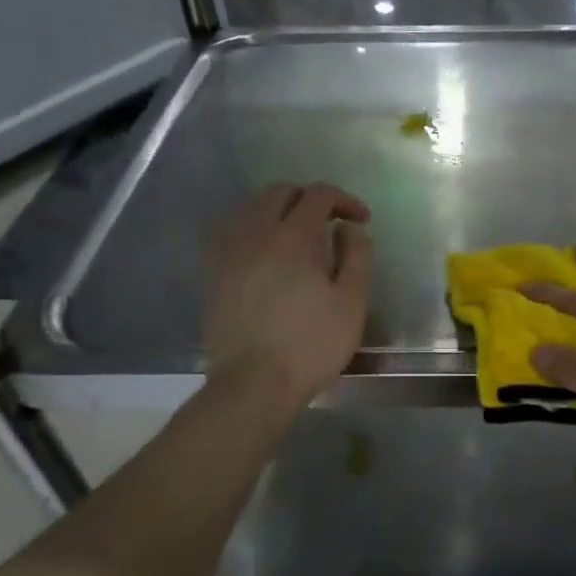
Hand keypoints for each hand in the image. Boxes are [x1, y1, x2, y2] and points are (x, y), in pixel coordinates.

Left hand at [204, 182, 371, 407]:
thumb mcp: (352, 302)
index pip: (318, 195)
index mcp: (293, 237)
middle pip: (280, 192)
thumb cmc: (312, 344)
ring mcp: (229, 253)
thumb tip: (350, 227)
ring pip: (251, 208)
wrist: (254, 383)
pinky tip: (265, 253)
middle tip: (330, 223)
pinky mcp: (214, 274)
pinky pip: (231, 233)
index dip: (344, 200)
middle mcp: (256, 234)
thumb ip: (357, 255)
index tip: (361, 221)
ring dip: (278, 210)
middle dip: (309, 199)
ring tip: (297, 235)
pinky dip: (253, 230)